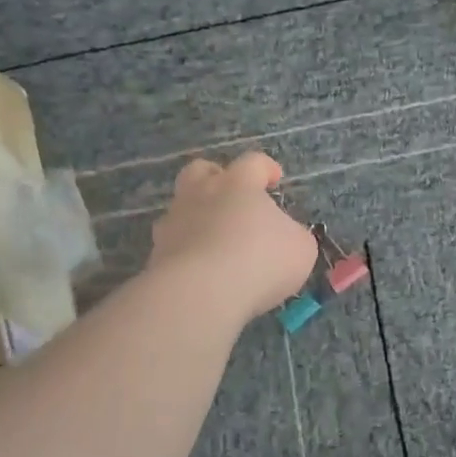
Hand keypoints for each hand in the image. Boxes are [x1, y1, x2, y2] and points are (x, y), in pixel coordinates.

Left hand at [149, 151, 317, 323]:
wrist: (201, 294)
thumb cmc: (261, 260)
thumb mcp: (300, 248)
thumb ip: (292, 236)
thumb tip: (284, 237)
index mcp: (238, 184)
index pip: (253, 162)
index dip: (266, 168)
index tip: (275, 180)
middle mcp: (201, 194)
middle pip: (200, 171)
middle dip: (215, 178)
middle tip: (232, 197)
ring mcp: (173, 223)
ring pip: (180, 207)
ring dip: (197, 218)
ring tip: (215, 242)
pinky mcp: (156, 255)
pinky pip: (173, 245)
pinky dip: (186, 252)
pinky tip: (201, 271)